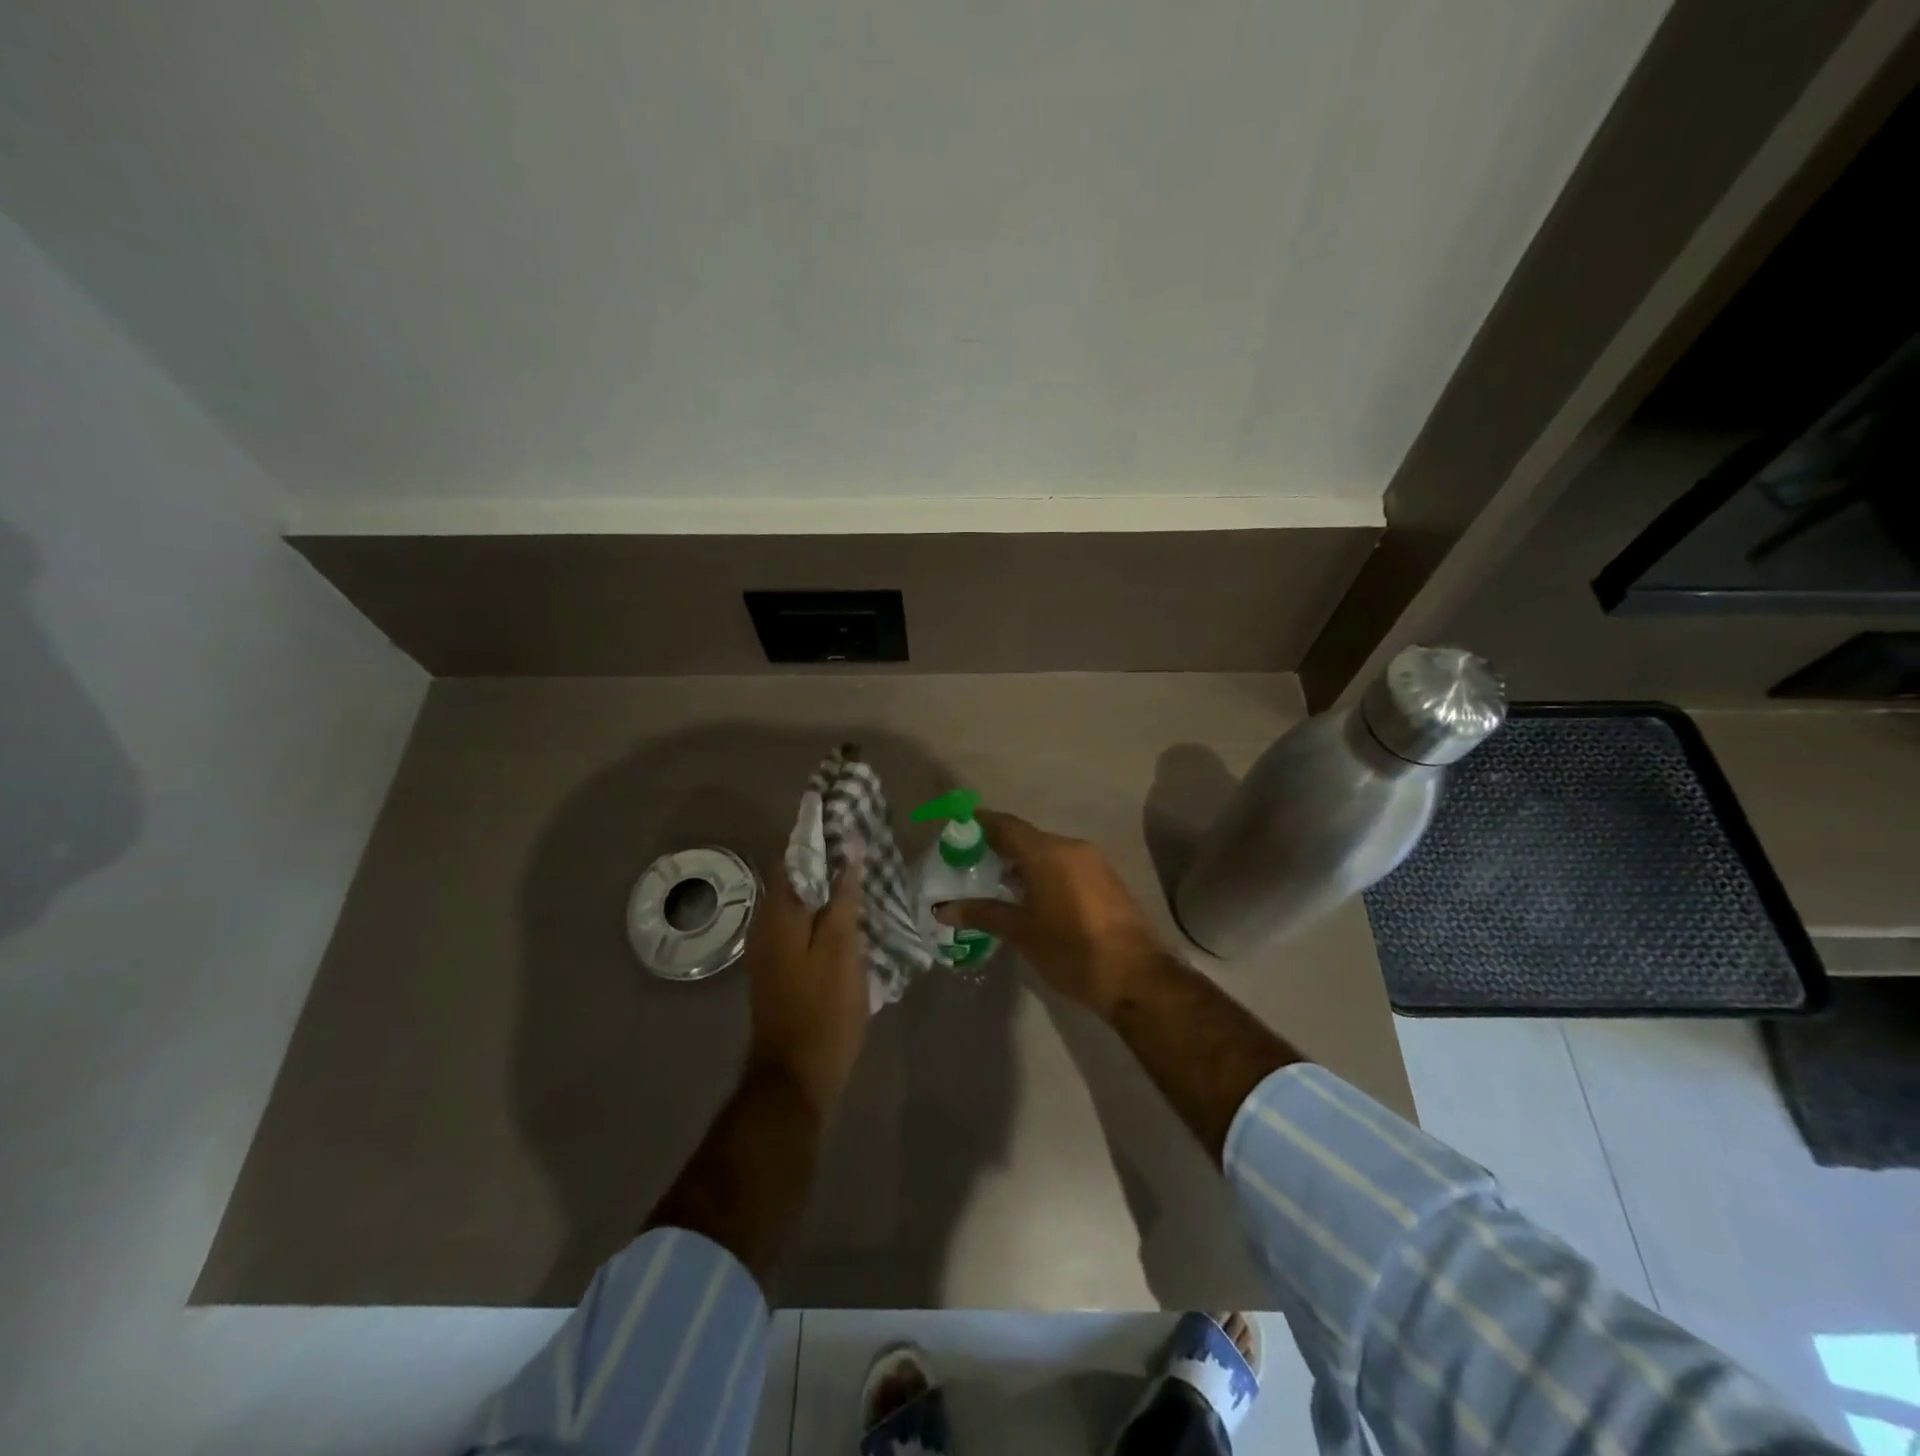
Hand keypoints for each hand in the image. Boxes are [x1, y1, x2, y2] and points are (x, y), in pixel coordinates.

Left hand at [745, 854, 867, 1111]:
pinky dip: (821, 913)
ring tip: (862, 878)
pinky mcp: (777, 967)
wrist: (795, 1075)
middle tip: (864, 850)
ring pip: (798, 902)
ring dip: (825, 888)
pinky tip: (848, 917)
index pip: (794, 855)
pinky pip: (798, 925)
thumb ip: (845, 897)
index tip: (849, 821)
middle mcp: (765, 923)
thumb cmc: (823, 1009)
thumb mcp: (843, 949)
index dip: (819, 836)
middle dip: (826, 860)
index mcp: (779, 913)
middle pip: (794, 877)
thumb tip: (851, 848)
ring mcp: (768, 948)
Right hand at [934, 811, 1163, 1018]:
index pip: (1005, 825)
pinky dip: (1043, 872)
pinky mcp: (1106, 879)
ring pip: (1047, 851)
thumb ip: (983, 914)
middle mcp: (1071, 847)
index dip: (978, 824)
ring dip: (1021, 862)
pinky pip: (1065, 864)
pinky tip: (1029, 896)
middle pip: (1026, 837)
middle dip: (997, 847)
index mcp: (1048, 852)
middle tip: (968, 865)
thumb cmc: (1072, 951)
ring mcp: (1093, 862)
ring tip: (994, 884)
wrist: (1137, 978)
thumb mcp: (1022, 933)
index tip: (954, 832)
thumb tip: (943, 909)